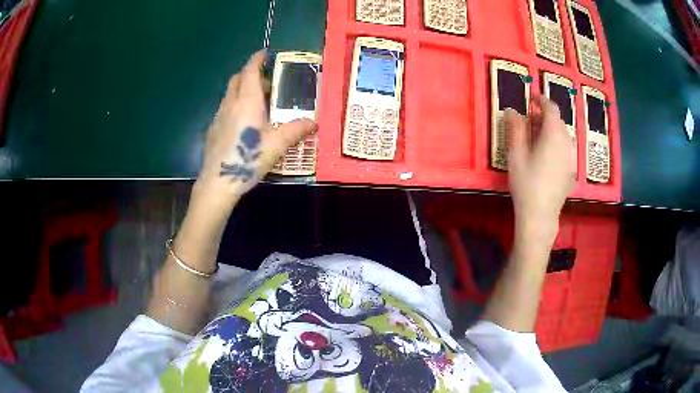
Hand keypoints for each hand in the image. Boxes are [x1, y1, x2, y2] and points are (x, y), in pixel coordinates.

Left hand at [195, 51, 316, 205]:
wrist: (218, 182)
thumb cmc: (248, 159)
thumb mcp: (277, 145)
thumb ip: (296, 130)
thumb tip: (314, 122)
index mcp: (247, 101)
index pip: (249, 71)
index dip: (256, 60)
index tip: (264, 53)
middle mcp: (230, 104)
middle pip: (237, 79)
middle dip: (250, 73)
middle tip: (266, 81)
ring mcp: (219, 116)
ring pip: (230, 94)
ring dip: (242, 90)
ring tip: (257, 101)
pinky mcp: (213, 129)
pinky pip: (225, 108)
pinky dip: (235, 105)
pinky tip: (243, 122)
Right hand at [506, 97, 575, 243]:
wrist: (540, 215)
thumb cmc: (526, 183)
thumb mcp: (516, 154)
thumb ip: (515, 129)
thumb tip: (512, 110)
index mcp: (553, 135)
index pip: (551, 108)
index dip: (541, 99)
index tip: (531, 98)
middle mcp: (567, 143)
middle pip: (558, 121)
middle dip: (544, 117)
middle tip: (528, 121)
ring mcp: (572, 158)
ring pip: (563, 135)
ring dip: (551, 130)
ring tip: (536, 139)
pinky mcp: (572, 170)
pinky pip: (566, 148)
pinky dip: (556, 144)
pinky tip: (546, 157)